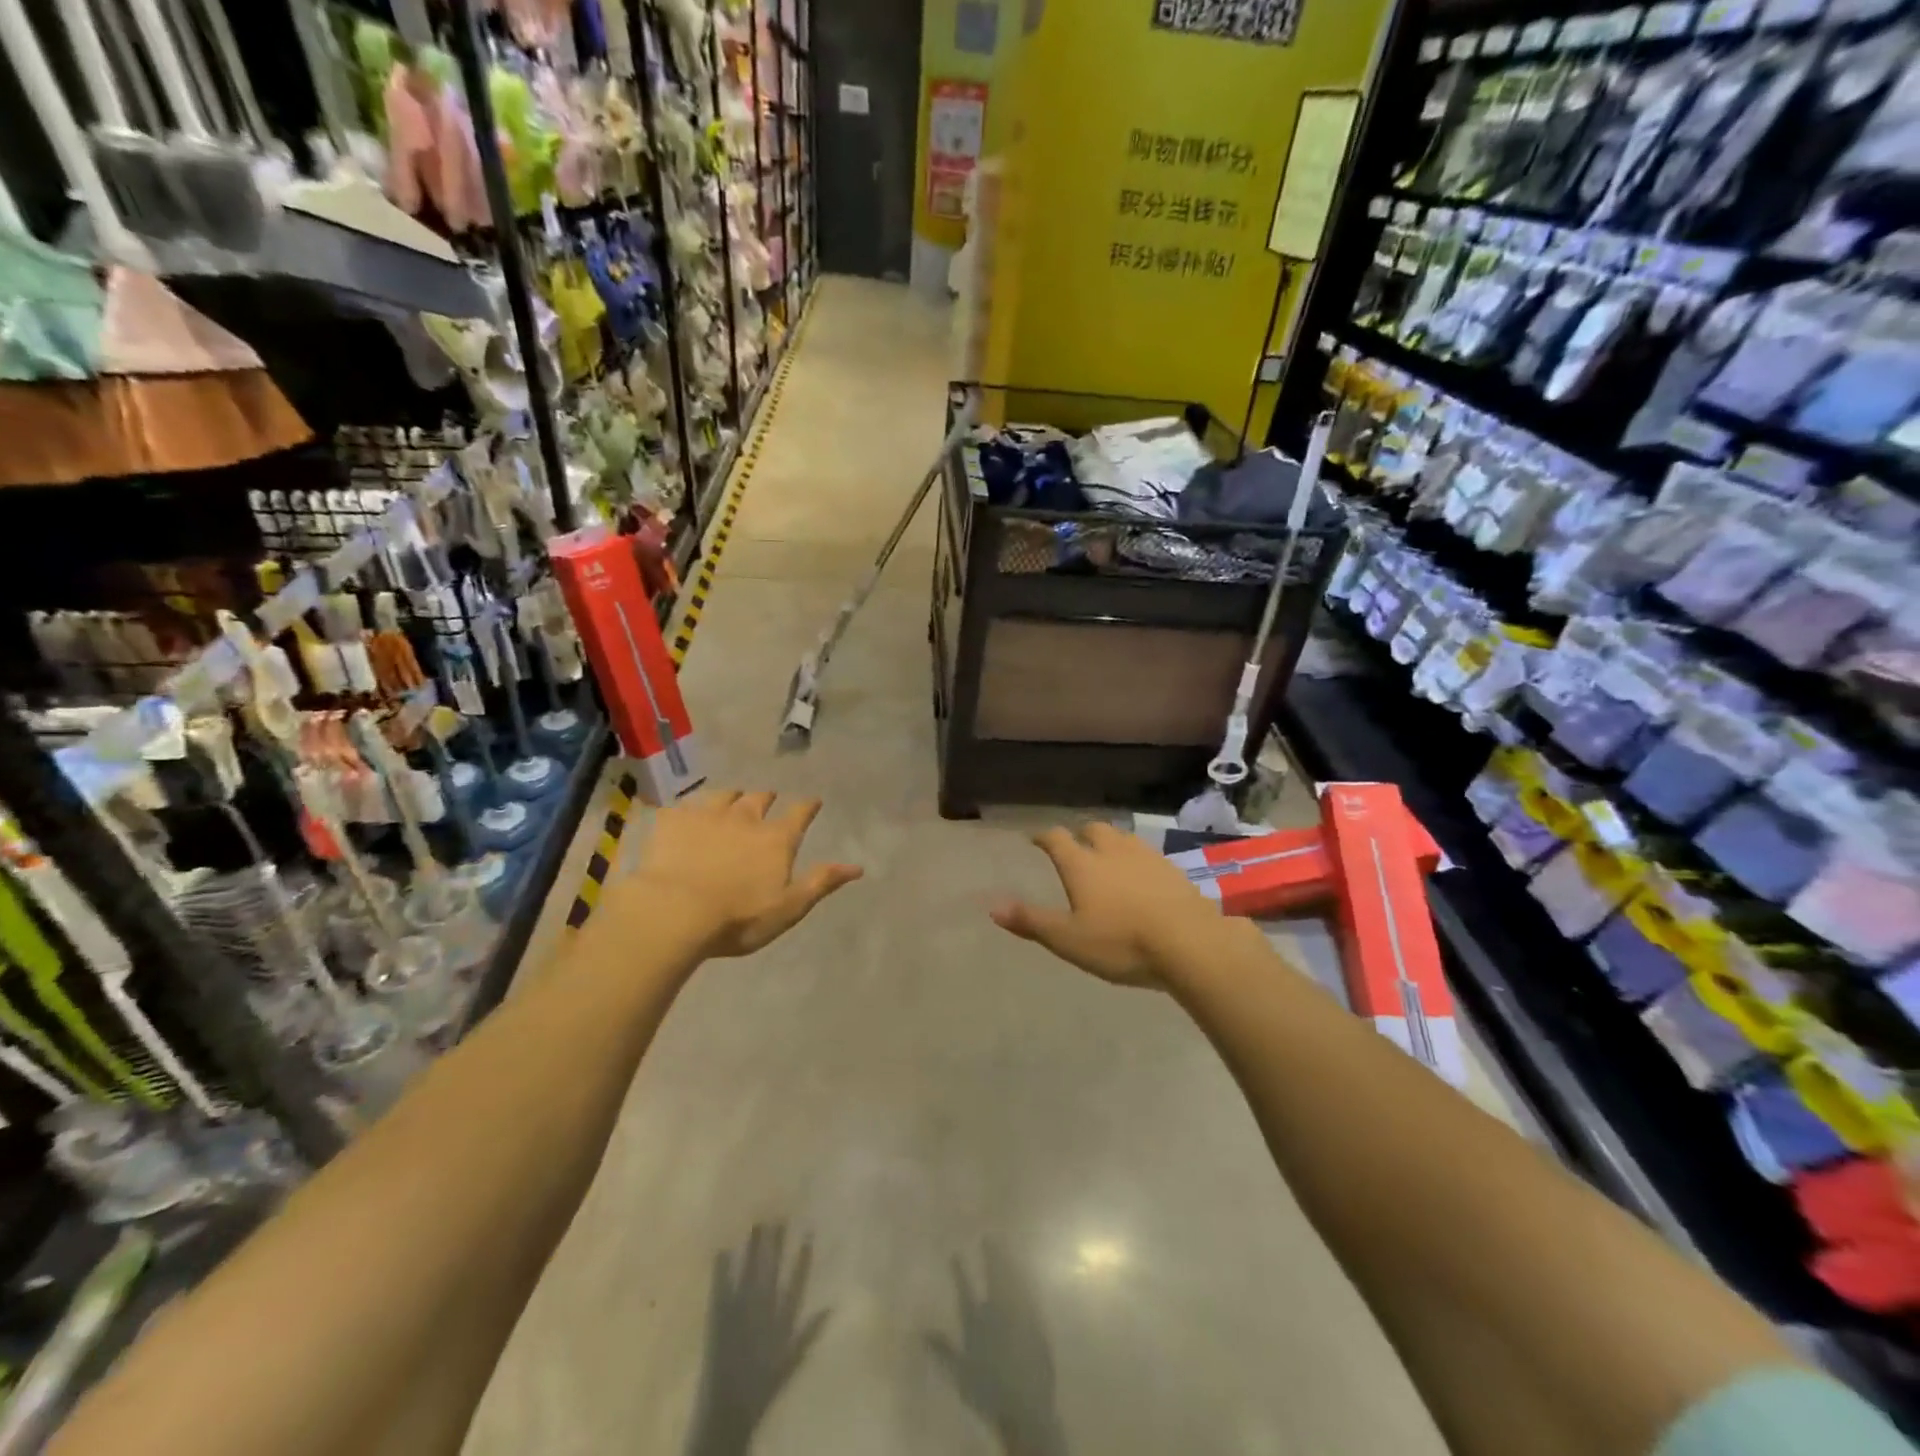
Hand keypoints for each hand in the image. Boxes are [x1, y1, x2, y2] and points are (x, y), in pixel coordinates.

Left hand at [630, 791, 861, 956]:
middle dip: (767, 798)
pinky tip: (686, 815)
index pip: (799, 814)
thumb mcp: (788, 908)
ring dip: (732, 797)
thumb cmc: (737, 918)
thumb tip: (857, 867)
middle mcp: (745, 818)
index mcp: (776, 839)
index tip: (813, 801)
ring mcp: (706, 815)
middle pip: (759, 799)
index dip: (807, 806)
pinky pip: (684, 805)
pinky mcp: (672, 821)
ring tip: (731, 801)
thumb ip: (820, 883)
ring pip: (724, 795)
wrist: (673, 912)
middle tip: (768, 800)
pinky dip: (691, 809)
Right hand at [990, 822, 1227, 986]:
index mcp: (1082, 864)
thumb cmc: (1121, 942)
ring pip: (1123, 838)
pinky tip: (1141, 879)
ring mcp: (1146, 857)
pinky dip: (1137, 860)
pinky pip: (1147, 855)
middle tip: (1076, 848)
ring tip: (1108, 859)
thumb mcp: (1069, 939)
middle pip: (1094, 829)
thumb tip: (992, 907)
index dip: (1044, 837)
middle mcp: (1112, 851)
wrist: (1190, 942)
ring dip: (1111, 843)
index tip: (1036, 839)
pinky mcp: (1173, 870)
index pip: (1057, 839)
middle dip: (1082, 835)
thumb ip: (1032, 922)